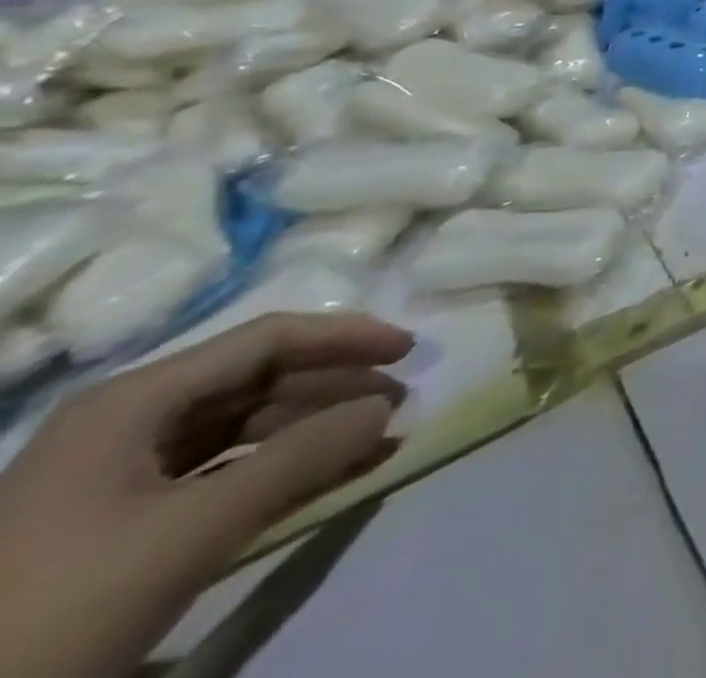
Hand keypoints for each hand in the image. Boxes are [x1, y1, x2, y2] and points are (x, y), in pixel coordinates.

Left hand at [0, 313, 412, 677]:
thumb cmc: (61, 606)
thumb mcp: (193, 530)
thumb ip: (303, 457)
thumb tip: (387, 405)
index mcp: (133, 400)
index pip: (267, 338)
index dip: (346, 336)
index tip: (408, 348)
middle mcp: (126, 420)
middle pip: (256, 378)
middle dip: (334, 386)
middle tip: (398, 400)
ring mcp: (113, 473)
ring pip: (241, 426)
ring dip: (313, 429)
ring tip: (374, 439)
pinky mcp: (112, 521)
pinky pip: (218, 471)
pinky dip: (277, 468)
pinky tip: (322, 476)